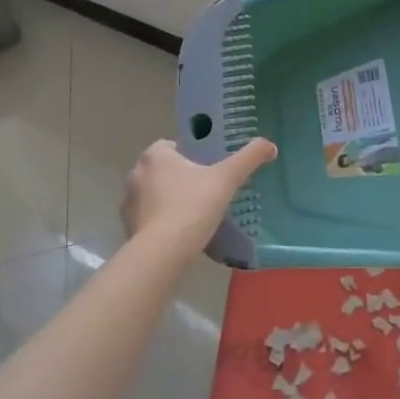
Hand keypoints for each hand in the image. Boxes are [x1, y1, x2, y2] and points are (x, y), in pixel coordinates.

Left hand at [122, 138, 276, 252]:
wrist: (163, 253)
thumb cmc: (193, 206)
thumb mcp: (227, 178)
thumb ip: (249, 158)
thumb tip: (270, 145)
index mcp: (155, 155)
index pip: (175, 146)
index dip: (194, 155)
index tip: (211, 169)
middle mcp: (137, 173)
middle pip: (166, 170)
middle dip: (184, 178)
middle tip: (209, 191)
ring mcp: (129, 202)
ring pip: (157, 194)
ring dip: (172, 200)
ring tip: (197, 214)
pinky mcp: (128, 227)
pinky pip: (150, 217)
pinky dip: (164, 222)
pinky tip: (183, 233)